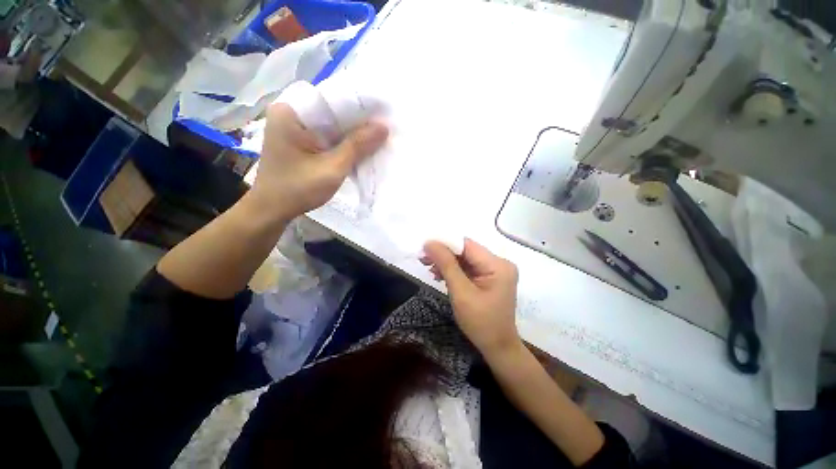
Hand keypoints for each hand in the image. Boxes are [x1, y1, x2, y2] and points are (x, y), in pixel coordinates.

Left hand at [250, 103, 387, 220]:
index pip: (333, 99)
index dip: (360, 105)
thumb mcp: (332, 169)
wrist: (272, 210)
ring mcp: (295, 126)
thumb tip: (384, 127)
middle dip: (358, 121)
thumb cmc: (297, 189)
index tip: (384, 112)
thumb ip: (357, 146)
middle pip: (332, 111)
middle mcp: (292, 112)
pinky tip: (361, 147)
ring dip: (353, 133)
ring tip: (379, 135)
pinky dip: (343, 142)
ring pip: (331, 124)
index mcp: (292, 112)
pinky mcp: (300, 139)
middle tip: (386, 126)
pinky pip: (327, 135)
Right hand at [422, 239, 521, 357]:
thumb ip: (446, 265)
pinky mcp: (490, 278)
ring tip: (429, 267)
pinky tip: (440, 274)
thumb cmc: (480, 323)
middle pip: (466, 251)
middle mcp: (499, 263)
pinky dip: (454, 270)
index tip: (424, 247)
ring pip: (465, 259)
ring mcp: (495, 271)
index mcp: (497, 265)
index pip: (467, 245)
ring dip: (447, 262)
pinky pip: (469, 268)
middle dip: (444, 254)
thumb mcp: (461, 293)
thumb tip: (429, 243)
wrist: (497, 347)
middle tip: (423, 258)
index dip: (444, 243)